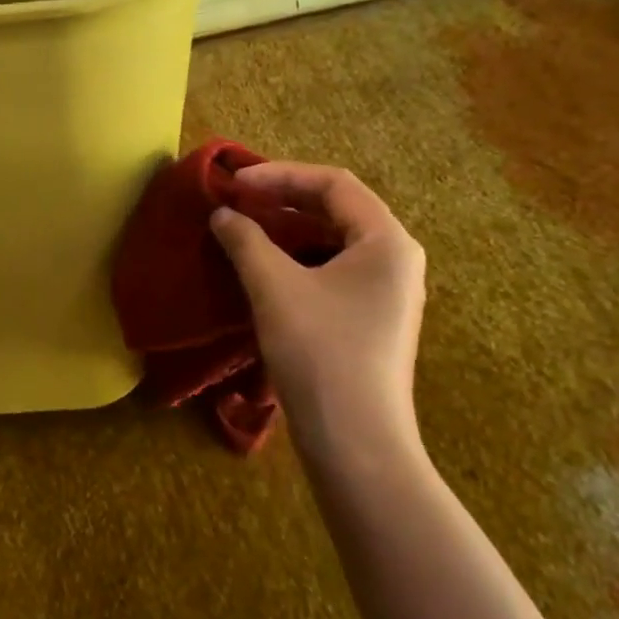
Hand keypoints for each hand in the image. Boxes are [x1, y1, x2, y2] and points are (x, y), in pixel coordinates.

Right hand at [210, 163, 425, 461]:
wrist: (356, 442)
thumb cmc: (320, 352)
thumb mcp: (274, 288)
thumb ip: (245, 241)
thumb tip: (221, 214)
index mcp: (387, 241)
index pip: (333, 184)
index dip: (279, 175)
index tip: (233, 184)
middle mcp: (397, 260)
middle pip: (338, 210)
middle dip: (284, 201)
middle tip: (236, 202)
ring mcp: (388, 293)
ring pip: (334, 243)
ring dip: (288, 232)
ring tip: (244, 232)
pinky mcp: (372, 320)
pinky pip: (333, 271)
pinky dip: (297, 261)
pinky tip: (265, 272)